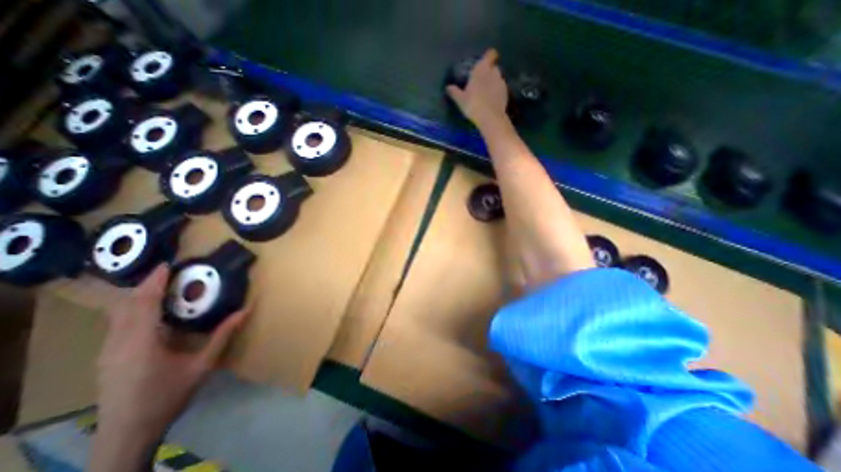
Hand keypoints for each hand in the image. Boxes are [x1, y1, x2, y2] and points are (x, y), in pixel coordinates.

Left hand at [93, 263, 250, 469]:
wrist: (127, 433)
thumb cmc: (168, 396)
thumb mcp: (202, 365)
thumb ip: (222, 336)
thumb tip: (245, 310)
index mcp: (140, 343)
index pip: (143, 304)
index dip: (153, 283)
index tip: (166, 265)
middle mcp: (118, 343)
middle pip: (126, 306)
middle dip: (146, 286)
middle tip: (168, 272)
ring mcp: (107, 351)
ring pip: (118, 315)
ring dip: (138, 297)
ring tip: (160, 286)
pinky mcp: (106, 357)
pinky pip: (118, 325)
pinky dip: (133, 310)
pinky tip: (148, 312)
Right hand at [442, 48, 509, 128]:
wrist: (490, 117)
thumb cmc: (473, 105)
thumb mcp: (461, 100)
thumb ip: (454, 92)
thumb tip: (448, 87)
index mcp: (482, 69)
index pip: (490, 54)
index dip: (489, 57)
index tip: (484, 63)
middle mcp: (493, 72)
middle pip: (493, 67)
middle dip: (489, 71)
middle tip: (481, 81)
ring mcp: (501, 82)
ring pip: (497, 78)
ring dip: (493, 82)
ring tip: (486, 92)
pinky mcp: (506, 93)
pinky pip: (501, 88)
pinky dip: (497, 92)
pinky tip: (492, 101)